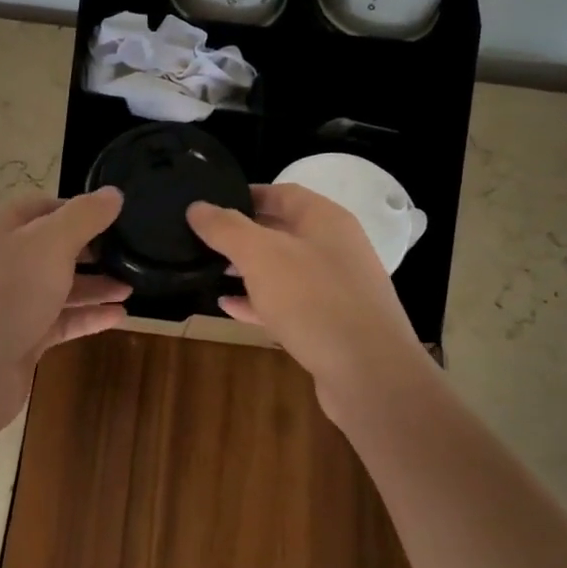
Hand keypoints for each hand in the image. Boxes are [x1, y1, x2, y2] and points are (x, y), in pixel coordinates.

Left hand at [0, 189, 130, 420]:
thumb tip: (113, 193)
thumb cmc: (9, 293)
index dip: (80, 208)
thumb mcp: (51, 243)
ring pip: (60, 286)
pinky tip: (119, 316)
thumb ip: (85, 216)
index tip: (117, 216)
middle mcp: (5, 260)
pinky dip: (88, 316)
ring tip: (132, 286)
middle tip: (131, 252)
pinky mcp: (22, 336)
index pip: (45, 207)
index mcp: (4, 228)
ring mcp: (12, 301)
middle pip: (54, 247)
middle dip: (92, 250)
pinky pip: (61, 320)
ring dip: (95, 285)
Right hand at [187, 184, 433, 422]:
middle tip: (203, 240)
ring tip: (210, 271)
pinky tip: (229, 307)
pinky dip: (259, 302)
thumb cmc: (314, 300)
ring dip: (248, 270)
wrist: (369, 373)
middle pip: (283, 231)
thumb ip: (226, 228)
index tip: (210, 205)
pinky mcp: (331, 323)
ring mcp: (336, 288)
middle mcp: (335, 248)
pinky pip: (289, 303)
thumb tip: (197, 207)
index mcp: (325, 220)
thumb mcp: (261, 255)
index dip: (246, 195)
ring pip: (284, 269)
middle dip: (243, 235)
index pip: (282, 194)